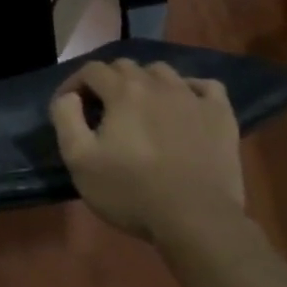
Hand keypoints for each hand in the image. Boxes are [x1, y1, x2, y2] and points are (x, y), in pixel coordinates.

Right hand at [49, 59, 246, 244]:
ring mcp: (193, 97)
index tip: (68, 105)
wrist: (196, 220)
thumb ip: (66, 118)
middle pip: (126, 66)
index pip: (91, 70)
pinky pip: (206, 86)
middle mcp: (157, 84)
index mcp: (123, 91)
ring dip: (145, 82)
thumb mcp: (79, 160)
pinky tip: (184, 106)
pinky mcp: (221, 115)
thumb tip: (68, 96)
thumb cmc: (131, 191)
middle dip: (108, 81)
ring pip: (163, 72)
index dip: (74, 83)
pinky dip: (190, 89)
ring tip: (141, 107)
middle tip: (102, 109)